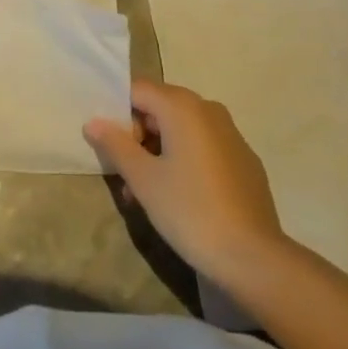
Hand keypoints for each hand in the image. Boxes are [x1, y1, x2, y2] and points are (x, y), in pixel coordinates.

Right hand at [84, 79, 284, 283]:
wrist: (253, 257)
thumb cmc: (191, 211)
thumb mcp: (144, 180)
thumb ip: (116, 145)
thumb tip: (93, 122)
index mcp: (182, 106)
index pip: (138, 91)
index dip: (118, 114)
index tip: (110, 148)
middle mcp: (208, 109)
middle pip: (160, 108)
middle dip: (138, 137)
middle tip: (125, 176)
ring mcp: (231, 133)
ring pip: (182, 130)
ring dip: (159, 152)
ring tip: (146, 195)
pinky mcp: (244, 159)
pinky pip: (204, 147)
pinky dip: (185, 161)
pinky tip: (181, 198)